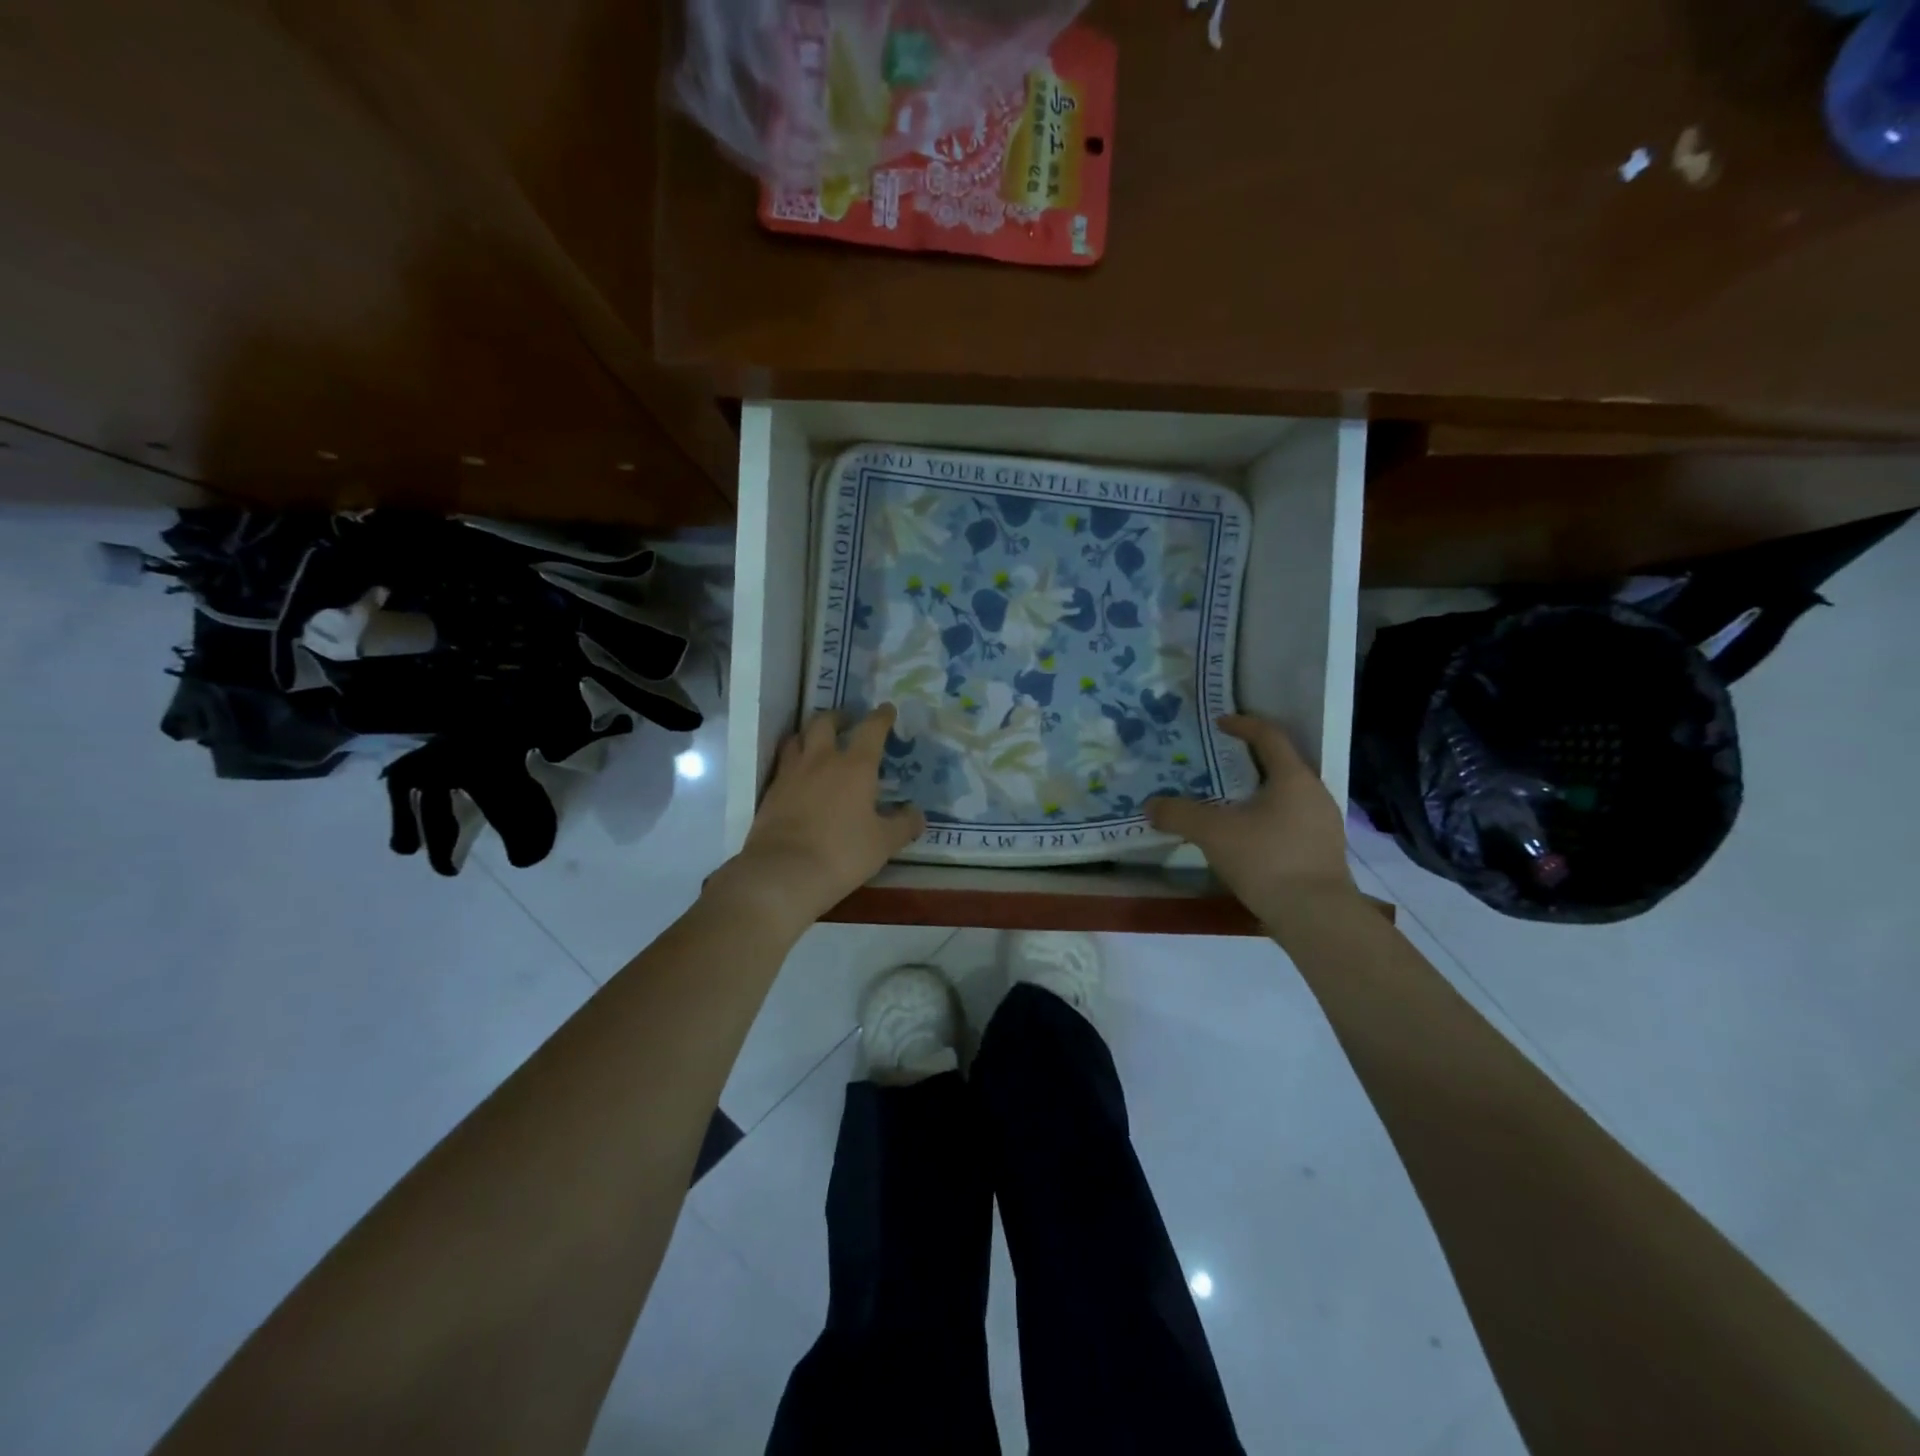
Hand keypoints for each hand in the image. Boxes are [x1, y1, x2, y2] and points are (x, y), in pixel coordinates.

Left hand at [708, 705, 926, 933]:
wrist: (783, 873)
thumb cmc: (843, 853)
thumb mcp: (884, 843)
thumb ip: (903, 825)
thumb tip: (917, 814)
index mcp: (855, 766)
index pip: (871, 729)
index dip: (881, 717)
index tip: (886, 710)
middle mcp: (821, 760)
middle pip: (825, 722)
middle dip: (838, 717)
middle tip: (847, 722)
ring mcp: (791, 774)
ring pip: (797, 739)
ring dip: (810, 735)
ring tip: (817, 743)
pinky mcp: (770, 792)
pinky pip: (783, 765)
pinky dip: (793, 762)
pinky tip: (799, 777)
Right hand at [1146, 714, 1357, 930]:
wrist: (1316, 917)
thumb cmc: (1267, 859)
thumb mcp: (1213, 833)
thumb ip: (1179, 814)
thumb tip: (1151, 804)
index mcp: (1293, 777)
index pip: (1270, 736)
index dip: (1243, 725)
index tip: (1220, 723)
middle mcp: (1315, 793)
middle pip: (1281, 765)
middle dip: (1249, 762)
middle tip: (1218, 765)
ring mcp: (1324, 825)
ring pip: (1287, 796)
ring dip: (1258, 794)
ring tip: (1228, 804)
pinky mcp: (1324, 852)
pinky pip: (1291, 822)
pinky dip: (1268, 820)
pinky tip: (1247, 839)